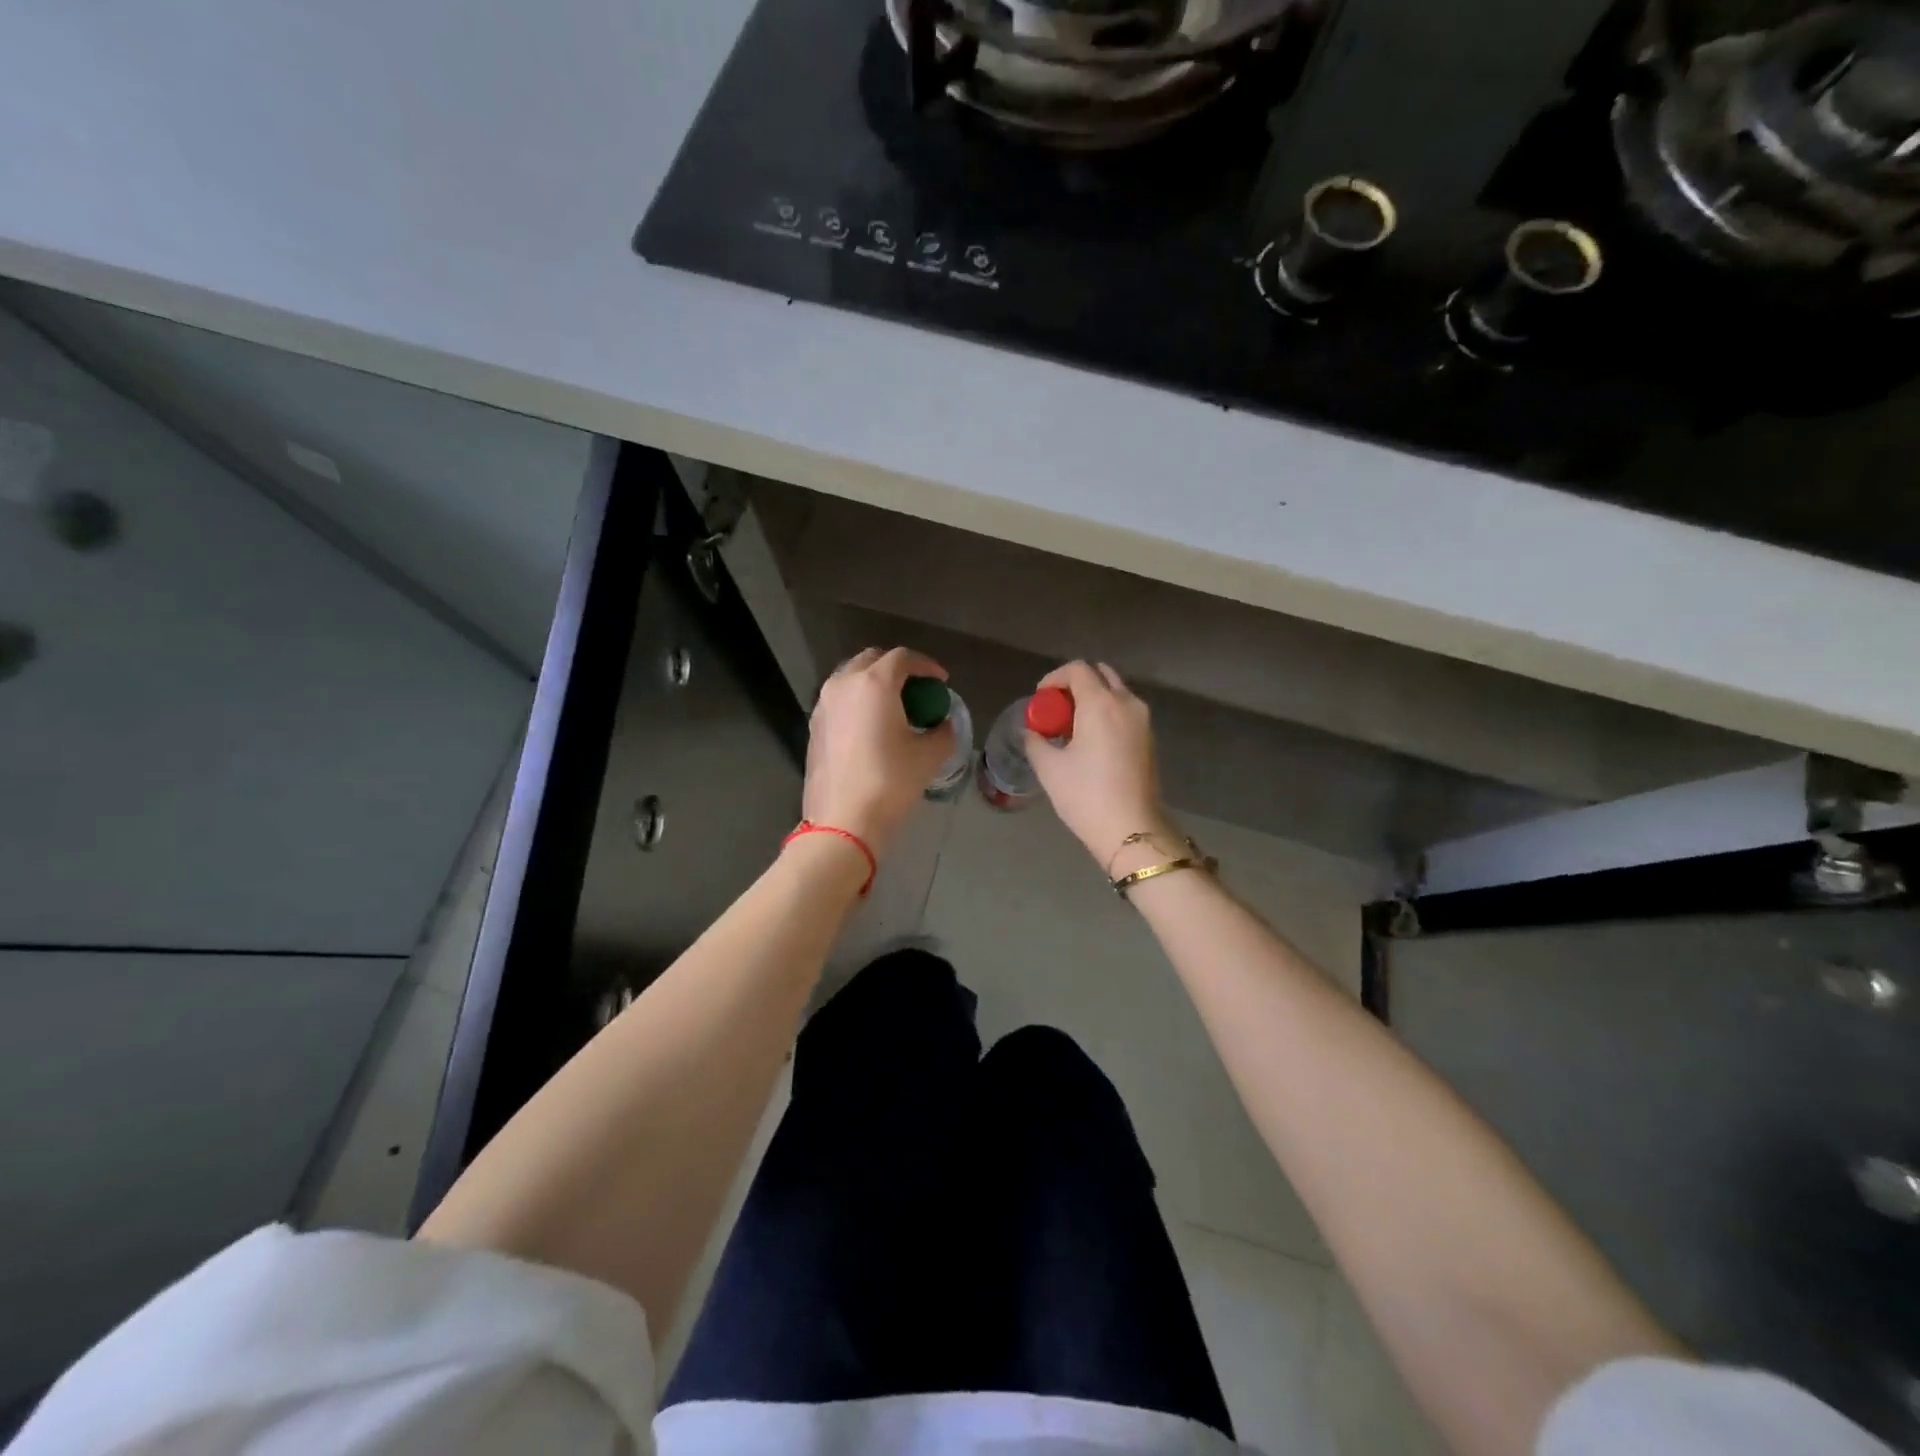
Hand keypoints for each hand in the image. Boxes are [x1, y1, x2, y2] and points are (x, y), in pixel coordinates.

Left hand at [803, 647, 955, 855]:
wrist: (843, 820)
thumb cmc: (890, 781)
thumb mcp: (929, 756)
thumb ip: (943, 732)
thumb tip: (942, 725)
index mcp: (874, 683)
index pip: (903, 657)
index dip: (926, 665)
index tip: (941, 681)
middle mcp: (843, 685)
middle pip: (872, 660)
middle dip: (897, 668)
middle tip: (916, 689)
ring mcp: (823, 705)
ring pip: (851, 679)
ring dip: (874, 684)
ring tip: (894, 707)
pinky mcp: (814, 726)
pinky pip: (839, 701)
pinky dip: (858, 702)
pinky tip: (871, 727)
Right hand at [1026, 661, 1174, 868]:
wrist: (1132, 829)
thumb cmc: (1085, 795)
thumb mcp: (1049, 768)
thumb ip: (1036, 741)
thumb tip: (1032, 732)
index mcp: (1101, 703)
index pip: (1077, 669)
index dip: (1054, 678)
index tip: (1040, 699)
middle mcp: (1126, 703)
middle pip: (1100, 675)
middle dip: (1075, 684)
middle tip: (1057, 709)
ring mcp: (1143, 721)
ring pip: (1115, 693)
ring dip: (1092, 699)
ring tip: (1071, 727)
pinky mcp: (1149, 739)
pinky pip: (1125, 712)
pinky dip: (1106, 714)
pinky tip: (1091, 741)